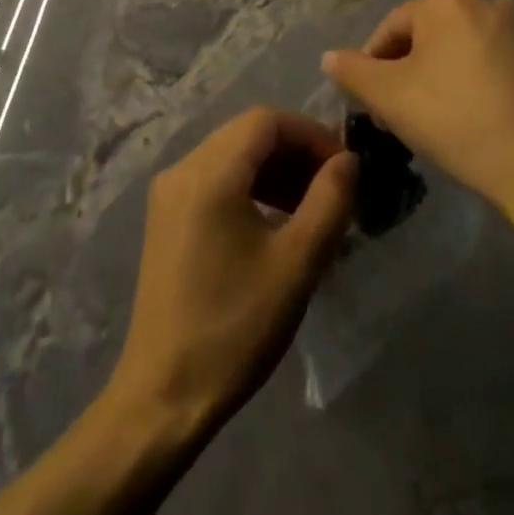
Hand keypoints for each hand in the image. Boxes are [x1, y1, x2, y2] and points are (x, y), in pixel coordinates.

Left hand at [106, 108, 356, 435]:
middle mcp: (181, 169)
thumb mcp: (296, 264)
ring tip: (311, 208)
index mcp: (208, 173)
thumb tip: (348, 160)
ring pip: (231, 155)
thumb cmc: (235, 327)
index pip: (266, 121)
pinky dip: (249, 187)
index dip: (310, 134)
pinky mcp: (166, 218)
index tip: (344, 169)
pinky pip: (214, 180)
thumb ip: (329, 201)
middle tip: (333, 189)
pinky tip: (275, 222)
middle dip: (295, 151)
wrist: (165, 393)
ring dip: (274, 170)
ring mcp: (168, 193)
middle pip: (246, 134)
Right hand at [320, 0, 513, 253]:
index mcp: (448, 3)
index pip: (394, 28)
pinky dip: (500, 84)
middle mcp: (494, 4)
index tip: (375, 101)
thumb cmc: (456, 123)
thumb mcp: (389, 98)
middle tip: (412, 109)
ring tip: (456, 115)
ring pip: (478, 49)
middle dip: (418, 67)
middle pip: (437, 36)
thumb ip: (352, 71)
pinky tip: (497, 117)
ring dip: (460, 72)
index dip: (376, 63)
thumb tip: (331, 57)